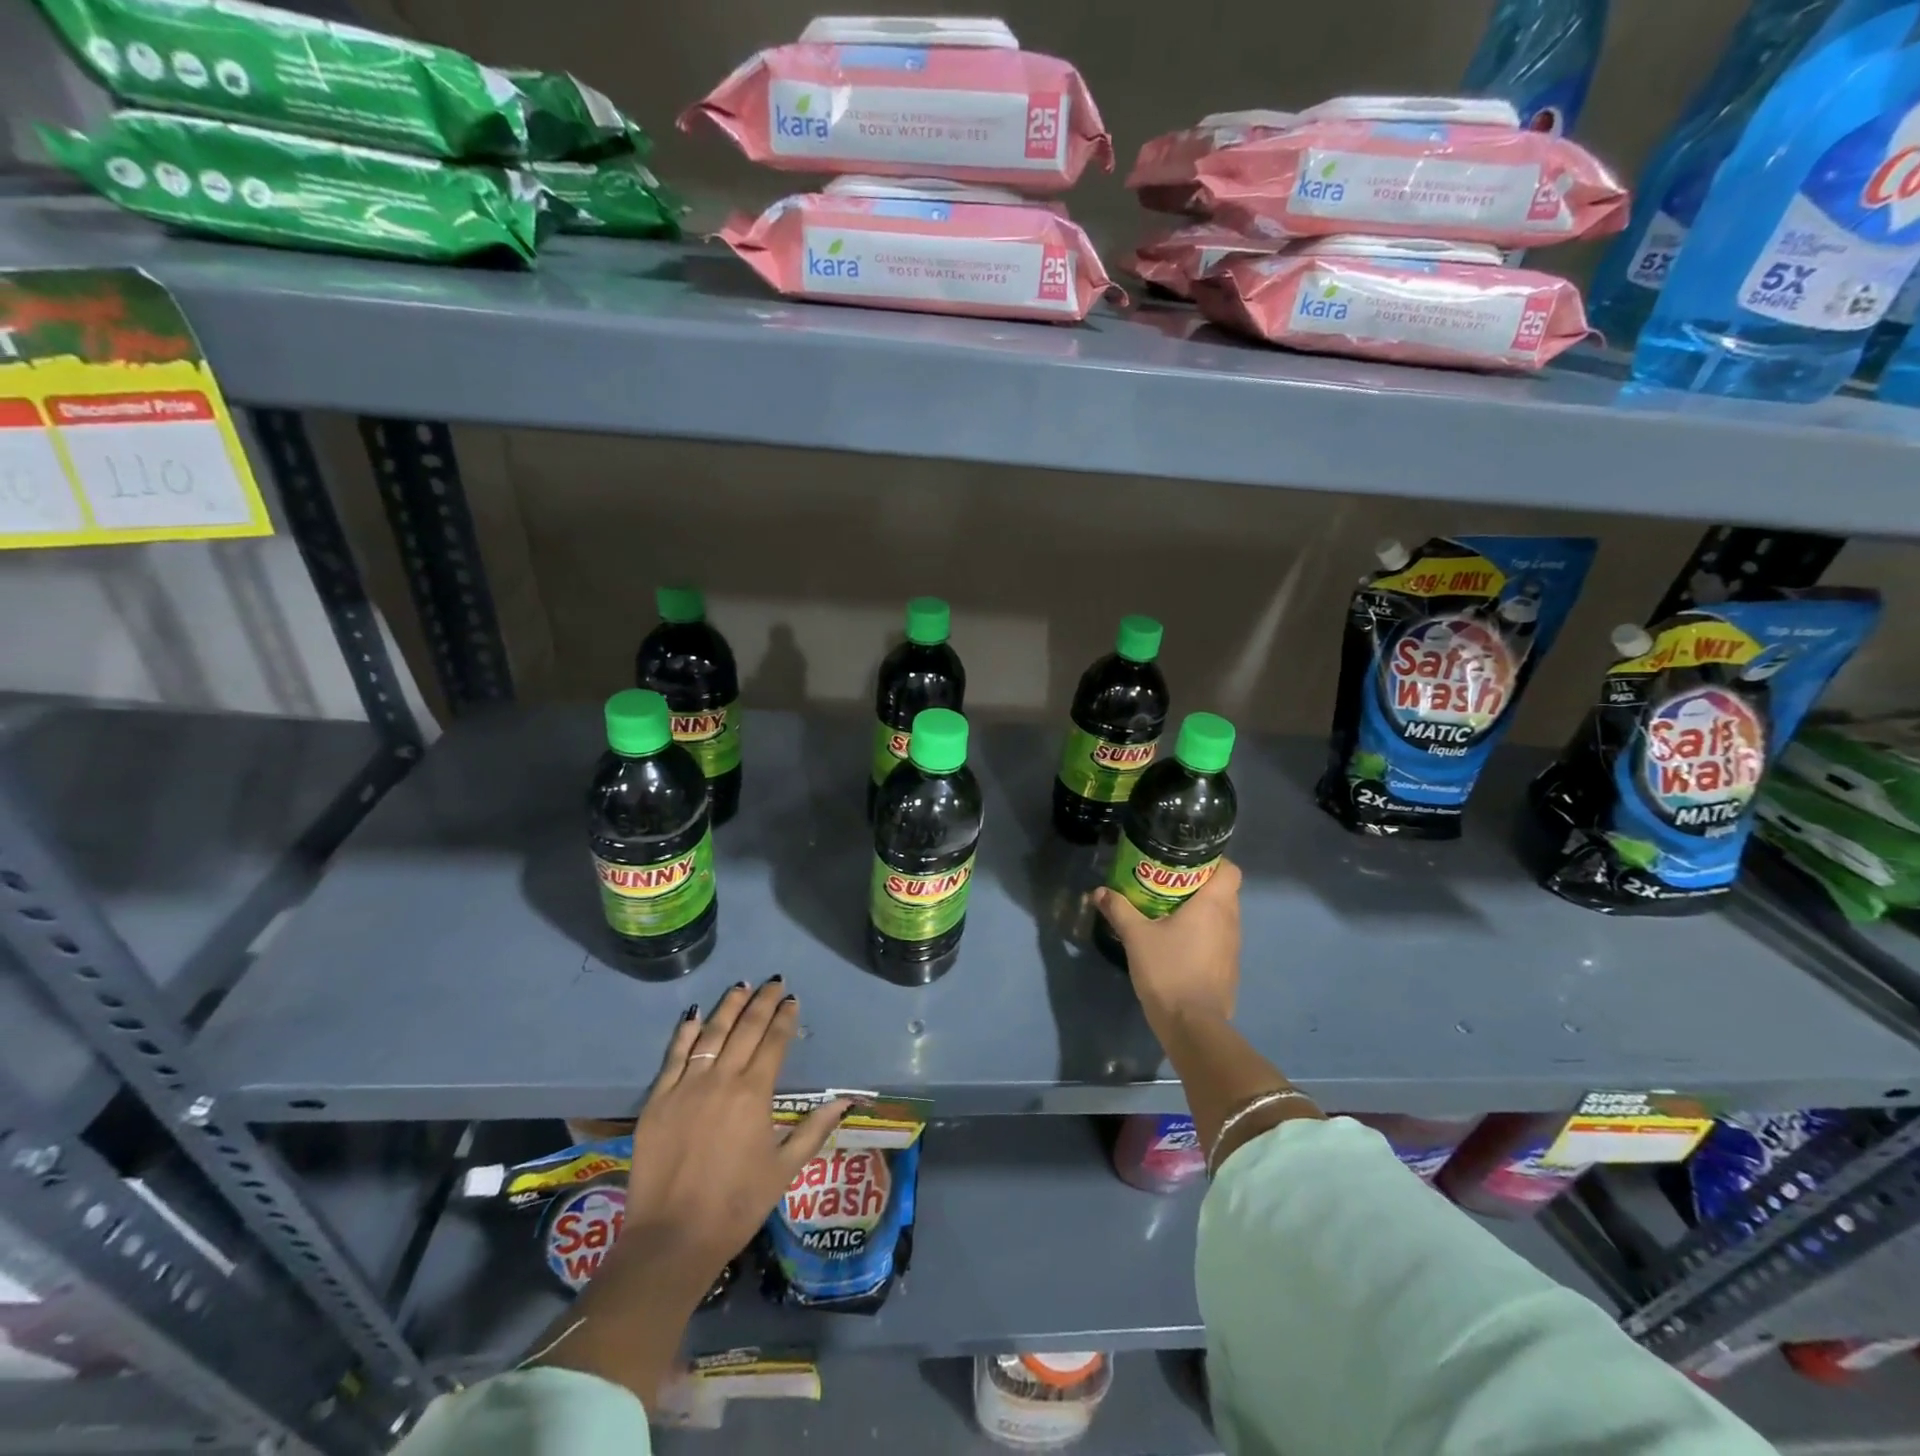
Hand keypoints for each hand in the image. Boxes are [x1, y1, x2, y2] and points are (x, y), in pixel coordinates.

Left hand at [622, 979, 848, 1292]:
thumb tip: (846, 1100)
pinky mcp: (658, 1100)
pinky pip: (674, 1056)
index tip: (792, 1000)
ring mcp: (686, 1086)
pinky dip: (686, 1033)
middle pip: (745, 1029)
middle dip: (762, 1002)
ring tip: (741, 987)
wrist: (670, 1240)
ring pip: (711, 1033)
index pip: (774, 1042)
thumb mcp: (784, 1170)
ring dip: (728, 1007)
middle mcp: (721, 1079)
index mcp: (754, 1093)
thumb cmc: (736, 1206)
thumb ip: (814, 1129)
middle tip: (774, 983)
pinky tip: (695, 1016)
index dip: (785, 1018)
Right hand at [1093, 859, 1241, 1029]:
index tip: (1187, 862)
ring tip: (1170, 910)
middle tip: (1169, 883)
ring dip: (1202, 910)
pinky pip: (1219, 938)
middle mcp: (1231, 921)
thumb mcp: (1136, 936)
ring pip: (1222, 915)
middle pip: (1225, 890)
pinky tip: (1178, 941)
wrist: (1192, 1024)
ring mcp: (1233, 947)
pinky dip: (1203, 933)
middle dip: (1200, 884)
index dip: (1213, 861)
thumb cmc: (1168, 970)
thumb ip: (1119, 909)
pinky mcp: (1228, 968)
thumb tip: (1099, 891)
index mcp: (1214, 905)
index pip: (1230, 870)